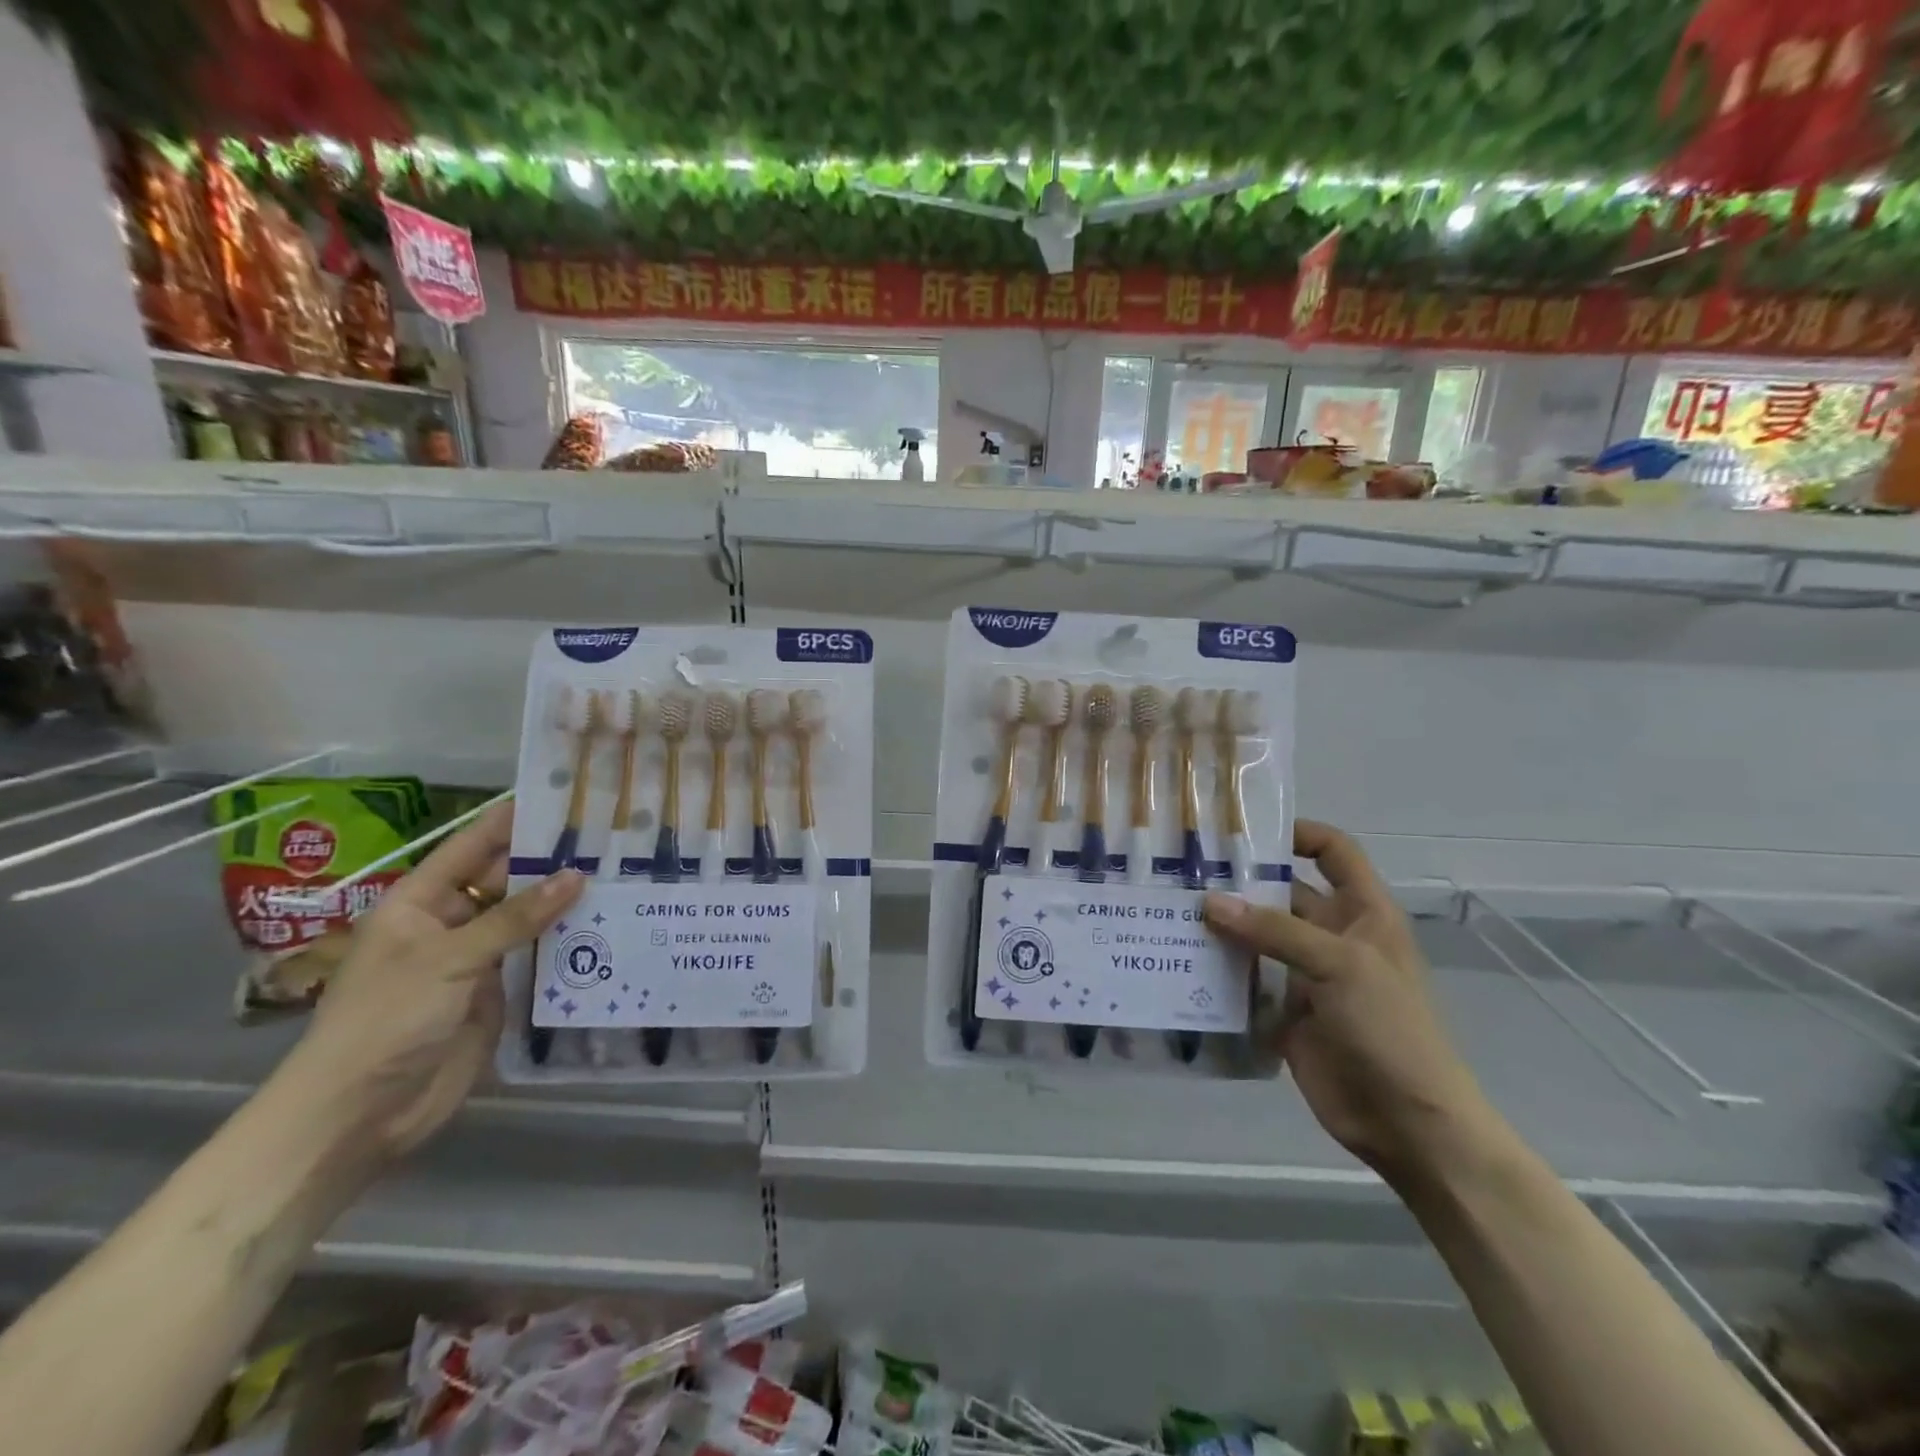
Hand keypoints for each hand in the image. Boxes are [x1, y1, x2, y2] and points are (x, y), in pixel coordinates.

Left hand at [276, 801, 583, 1161]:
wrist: (360, 1114)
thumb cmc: (387, 1020)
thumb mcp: (449, 959)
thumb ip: (516, 917)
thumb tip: (577, 875)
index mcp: (420, 903)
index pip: (471, 847)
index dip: (511, 821)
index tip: (560, 795)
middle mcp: (450, 924)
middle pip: (506, 881)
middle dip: (551, 863)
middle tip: (610, 839)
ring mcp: (476, 960)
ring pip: (527, 920)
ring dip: (565, 904)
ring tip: (622, 876)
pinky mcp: (498, 994)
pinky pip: (537, 959)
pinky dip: (568, 945)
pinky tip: (608, 928)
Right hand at [1203, 820, 1493, 1182]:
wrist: (1407, 1122)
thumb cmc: (1390, 1028)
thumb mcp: (1340, 965)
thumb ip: (1275, 930)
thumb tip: (1209, 902)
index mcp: (1362, 913)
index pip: (1334, 852)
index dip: (1299, 833)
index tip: (1246, 831)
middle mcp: (1331, 936)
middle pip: (1283, 893)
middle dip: (1241, 881)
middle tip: (1183, 871)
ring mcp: (1306, 975)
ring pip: (1257, 937)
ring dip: (1222, 927)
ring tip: (1170, 911)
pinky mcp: (1283, 1012)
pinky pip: (1245, 981)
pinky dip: (1218, 972)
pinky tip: (1179, 961)